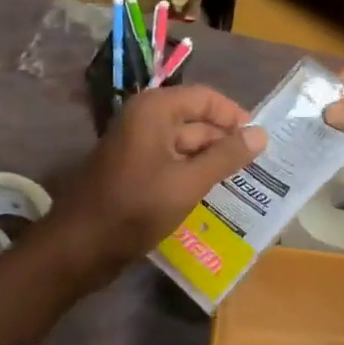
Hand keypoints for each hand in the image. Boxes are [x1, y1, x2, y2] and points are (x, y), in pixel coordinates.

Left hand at [45, 86, 265, 284]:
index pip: (205, 98)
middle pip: (196, 120)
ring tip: (244, 181)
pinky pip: (172, 162)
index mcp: (155, 110)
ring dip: (211, 161)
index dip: (235, 116)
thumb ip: (226, 157)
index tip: (261, 140)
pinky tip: (214, 193)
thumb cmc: (136, 208)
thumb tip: (261, 134)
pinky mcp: (134, 170)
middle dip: (225, 141)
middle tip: (259, 165)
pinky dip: (193, 173)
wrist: (81, 246)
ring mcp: (137, 146)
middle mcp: (145, 120)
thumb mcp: (189, 182)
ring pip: (185, 144)